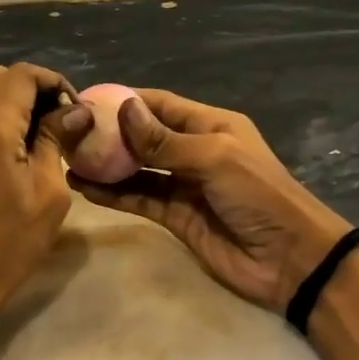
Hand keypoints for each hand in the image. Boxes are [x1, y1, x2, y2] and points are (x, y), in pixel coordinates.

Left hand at [0, 63, 92, 321]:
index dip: (54, 83)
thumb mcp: (48, 193)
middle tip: (58, 120)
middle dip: (32, 88)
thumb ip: (56, 140)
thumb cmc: (8, 244)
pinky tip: (12, 147)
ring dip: (11, 100)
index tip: (74, 112)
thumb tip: (75, 111)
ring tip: (37, 133)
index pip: (23, 75)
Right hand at [71, 89, 351, 313]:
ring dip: (107, 165)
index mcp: (211, 126)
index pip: (161, 105)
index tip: (89, 101)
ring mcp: (184, 185)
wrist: (290, 258)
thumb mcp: (214, 158)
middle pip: (145, 137)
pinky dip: (114, 194)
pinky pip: (140, 199)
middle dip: (111, 133)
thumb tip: (124, 110)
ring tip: (69, 158)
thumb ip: (165, 141)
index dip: (127, 101)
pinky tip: (85, 188)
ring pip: (137, 169)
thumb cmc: (258, 195)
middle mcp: (194, 151)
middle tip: (70, 133)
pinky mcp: (176, 217)